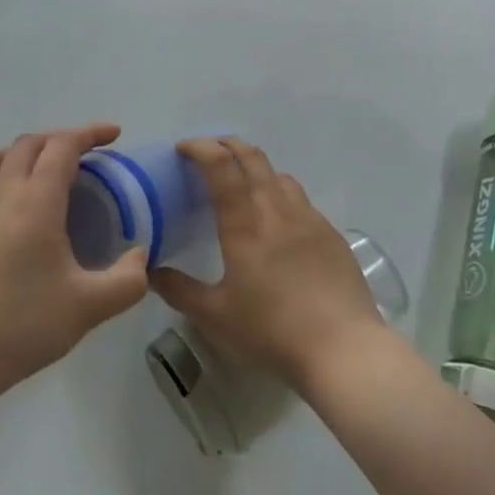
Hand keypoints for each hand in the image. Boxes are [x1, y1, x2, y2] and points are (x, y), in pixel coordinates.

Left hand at [0, 124, 148, 395]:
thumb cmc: (23, 324)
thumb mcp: (89, 307)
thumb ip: (126, 280)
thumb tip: (140, 256)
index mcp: (36, 202)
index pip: (61, 146)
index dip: (89, 133)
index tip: (114, 135)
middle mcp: (4, 195)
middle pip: (29, 143)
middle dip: (61, 139)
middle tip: (88, 156)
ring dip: (27, 150)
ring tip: (48, 170)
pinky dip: (6, 171)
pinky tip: (21, 206)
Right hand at [152, 137, 385, 390]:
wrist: (344, 349)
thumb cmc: (272, 330)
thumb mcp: (215, 316)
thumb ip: (179, 290)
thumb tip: (151, 272)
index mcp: (245, 222)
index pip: (220, 165)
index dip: (200, 147)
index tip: (183, 149)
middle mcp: (277, 208)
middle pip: (252, 157)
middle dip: (227, 144)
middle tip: (209, 152)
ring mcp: (309, 218)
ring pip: (279, 174)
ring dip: (256, 167)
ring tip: (244, 184)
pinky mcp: (331, 234)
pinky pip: (301, 200)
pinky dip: (281, 195)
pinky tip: (280, 223)